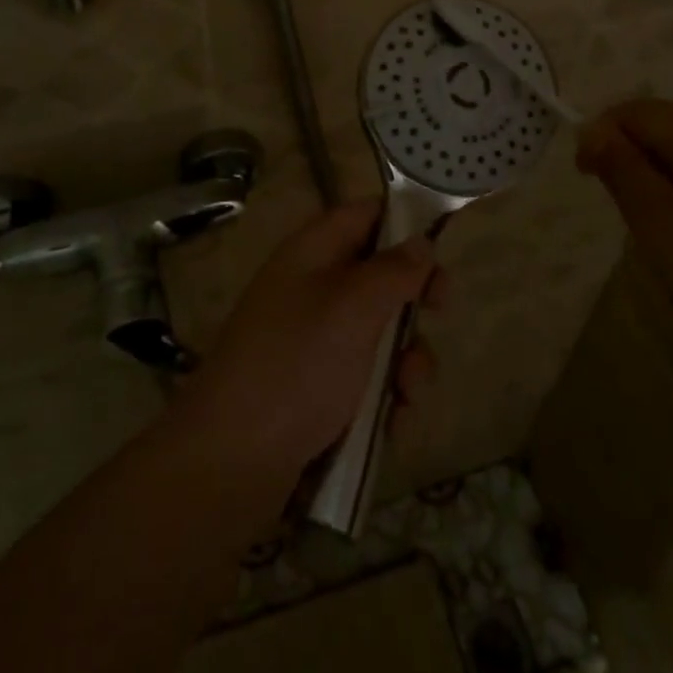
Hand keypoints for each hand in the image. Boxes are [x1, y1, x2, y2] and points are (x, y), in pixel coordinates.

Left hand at [167, 201, 444, 485]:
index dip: (403, 222)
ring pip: (379, 332)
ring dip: (406, 360)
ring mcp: (312, 340)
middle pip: (378, 274)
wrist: (232, 459)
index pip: (364, 214)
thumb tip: (420, 241)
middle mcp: (312, 287)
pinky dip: (386, 397)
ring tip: (409, 392)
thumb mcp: (353, 307)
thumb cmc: (297, 363)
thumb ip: (394, 271)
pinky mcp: (316, 388)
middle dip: (414, 299)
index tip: (440, 249)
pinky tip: (395, 426)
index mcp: (313, 252)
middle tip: (440, 313)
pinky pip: (366, 379)